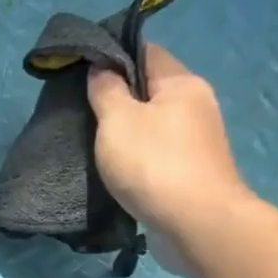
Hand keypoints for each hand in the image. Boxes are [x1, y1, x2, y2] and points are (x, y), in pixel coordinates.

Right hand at [86, 43, 250, 247]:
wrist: (197, 224)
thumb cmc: (154, 164)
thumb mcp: (117, 121)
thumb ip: (106, 90)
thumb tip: (101, 69)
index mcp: (182, 83)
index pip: (145, 52)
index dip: (112, 56)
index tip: (80, 71)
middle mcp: (196, 104)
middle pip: (149, 88)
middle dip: (116, 96)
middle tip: (80, 111)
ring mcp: (197, 140)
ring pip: (152, 122)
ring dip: (125, 130)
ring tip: (92, 142)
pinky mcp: (191, 170)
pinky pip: (157, 150)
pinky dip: (136, 154)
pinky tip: (116, 168)